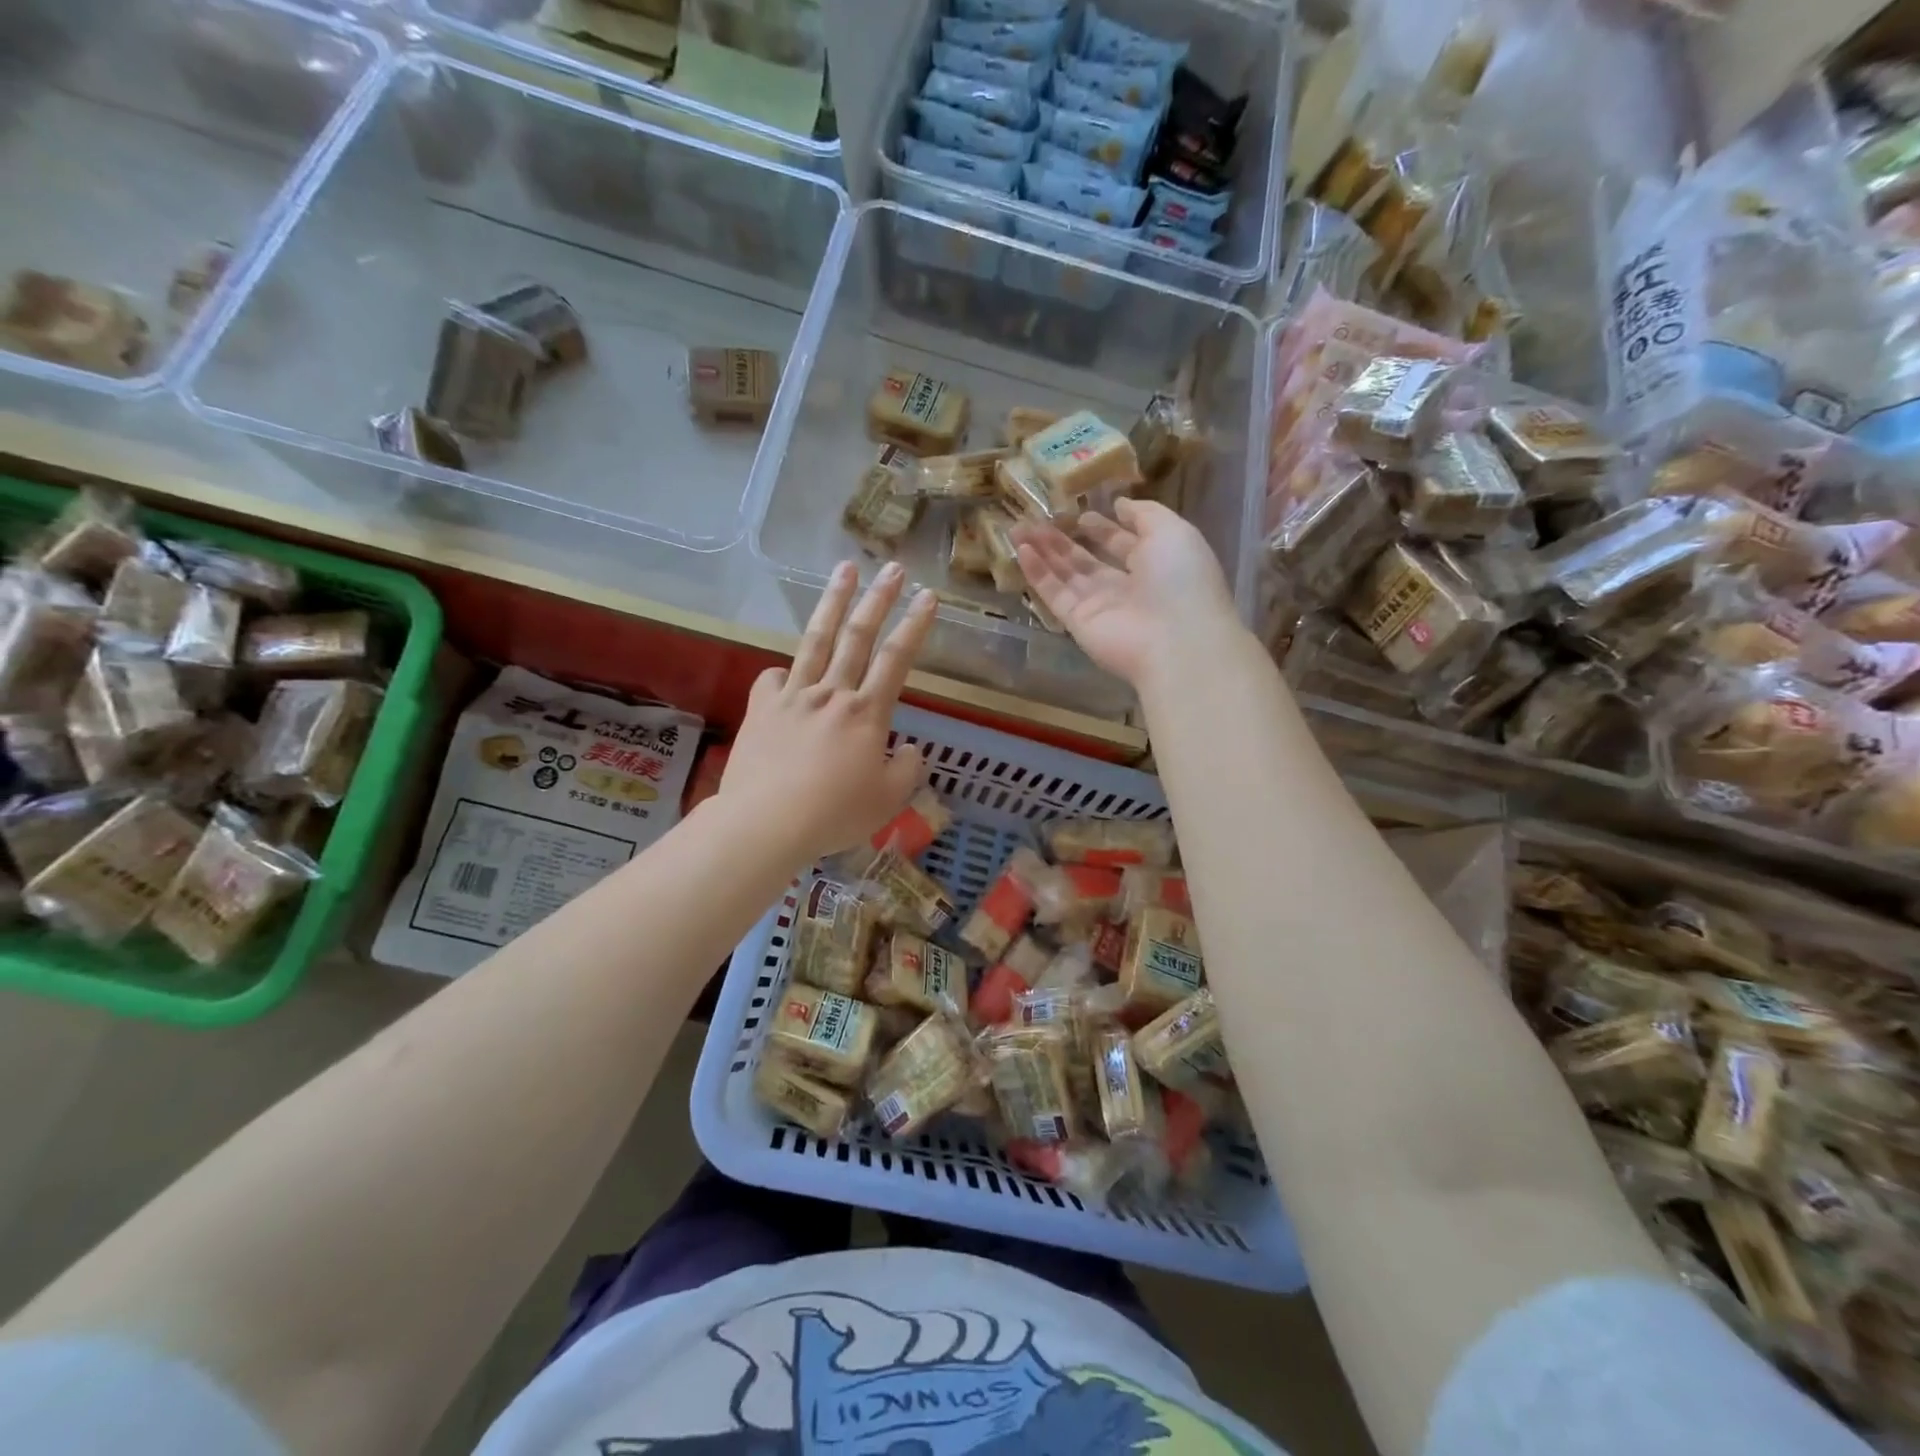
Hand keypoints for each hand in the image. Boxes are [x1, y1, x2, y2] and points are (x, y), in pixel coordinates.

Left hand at [719, 561, 936, 864]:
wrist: (766, 821)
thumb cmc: (834, 814)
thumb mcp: (888, 800)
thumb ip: (907, 770)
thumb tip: (909, 749)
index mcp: (866, 714)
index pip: (897, 660)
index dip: (915, 626)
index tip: (929, 596)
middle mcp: (832, 694)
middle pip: (858, 636)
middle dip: (879, 599)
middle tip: (893, 568)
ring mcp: (793, 697)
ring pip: (816, 640)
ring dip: (833, 602)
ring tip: (844, 570)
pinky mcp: (762, 709)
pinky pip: (774, 679)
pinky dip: (784, 672)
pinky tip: (786, 672)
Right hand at [1013, 498, 1241, 689]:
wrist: (1176, 640)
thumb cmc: (1181, 579)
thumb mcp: (1173, 531)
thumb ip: (1145, 514)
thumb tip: (1120, 504)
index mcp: (1154, 565)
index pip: (1122, 544)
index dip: (1103, 528)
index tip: (1081, 512)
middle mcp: (1125, 587)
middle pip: (1088, 560)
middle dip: (1064, 539)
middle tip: (1037, 518)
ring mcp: (1099, 606)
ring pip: (1066, 574)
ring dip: (1044, 551)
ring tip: (1019, 527)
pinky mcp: (1077, 622)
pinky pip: (1054, 593)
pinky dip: (1037, 572)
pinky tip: (1021, 548)